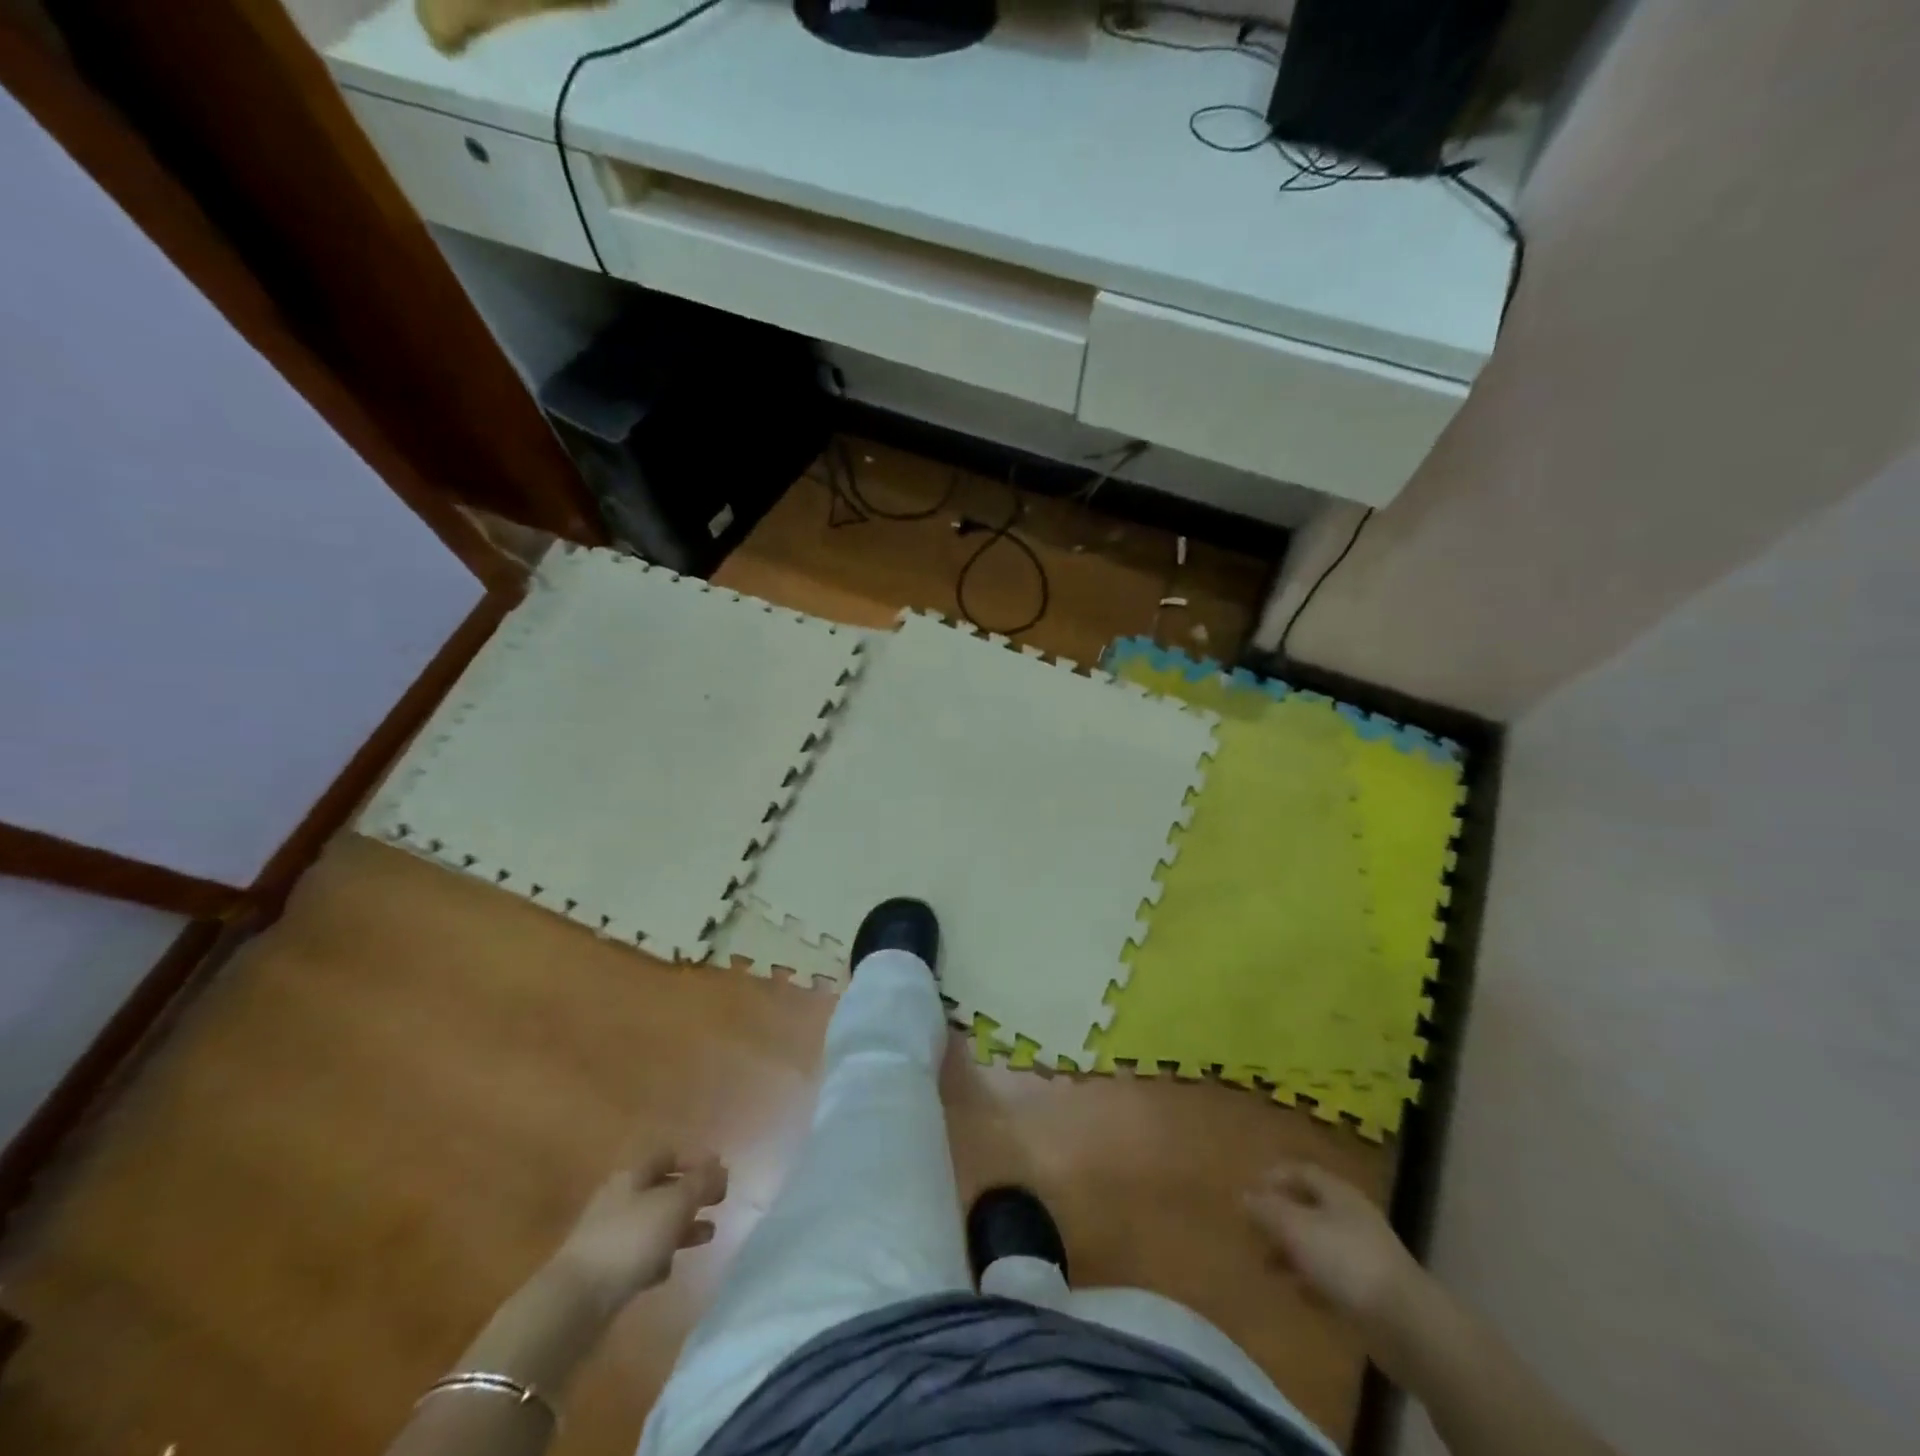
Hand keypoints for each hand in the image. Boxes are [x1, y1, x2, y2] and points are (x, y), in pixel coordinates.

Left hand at [551, 1147, 728, 1309]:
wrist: (574, 1302)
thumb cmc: (630, 1240)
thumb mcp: (674, 1204)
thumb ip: (701, 1182)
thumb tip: (720, 1166)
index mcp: (632, 1175)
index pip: (668, 1155)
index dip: (695, 1160)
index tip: (721, 1174)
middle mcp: (619, 1199)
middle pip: (663, 1188)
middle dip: (692, 1195)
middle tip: (719, 1203)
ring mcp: (610, 1235)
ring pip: (654, 1223)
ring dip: (682, 1227)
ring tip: (707, 1236)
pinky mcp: (605, 1270)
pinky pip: (640, 1255)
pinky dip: (658, 1258)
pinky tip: (668, 1270)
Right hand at [1245, 1161, 1421, 1327]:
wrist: (1407, 1325)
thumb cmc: (1345, 1261)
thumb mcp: (1296, 1228)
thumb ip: (1267, 1210)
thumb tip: (1244, 1195)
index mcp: (1337, 1193)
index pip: (1301, 1171)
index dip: (1274, 1176)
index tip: (1249, 1190)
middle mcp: (1351, 1216)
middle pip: (1309, 1207)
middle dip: (1280, 1218)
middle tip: (1254, 1231)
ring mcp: (1365, 1254)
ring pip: (1319, 1243)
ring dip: (1292, 1252)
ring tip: (1268, 1266)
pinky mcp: (1371, 1291)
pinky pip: (1333, 1277)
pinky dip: (1312, 1280)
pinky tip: (1298, 1293)